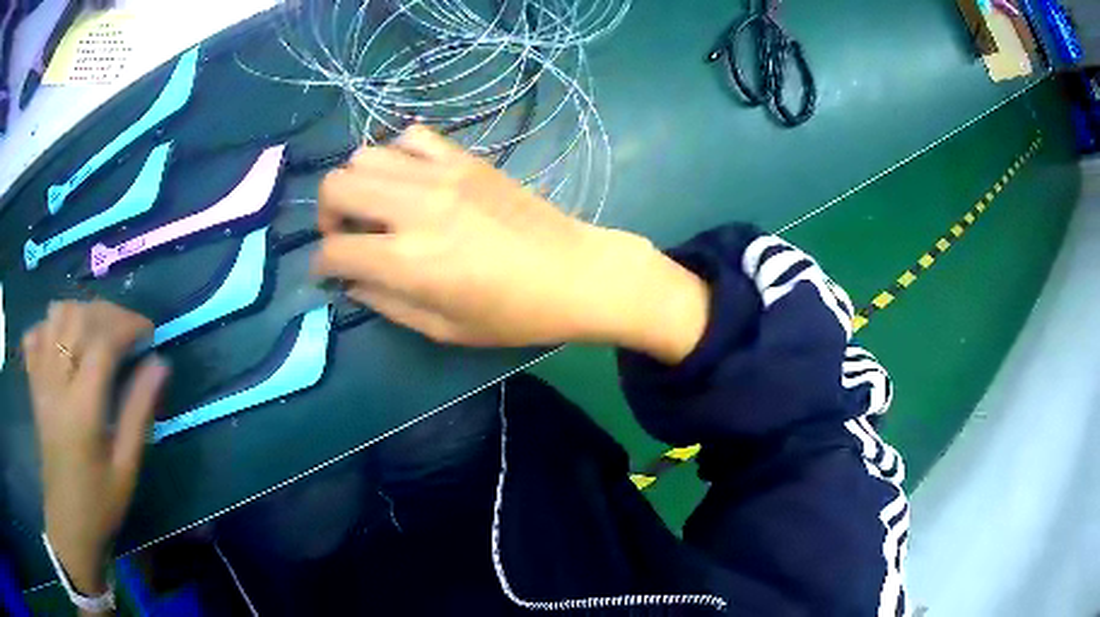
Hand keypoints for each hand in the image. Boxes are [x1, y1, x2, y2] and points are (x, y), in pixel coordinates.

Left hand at [22, 301, 168, 596]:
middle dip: (108, 313)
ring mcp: (40, 380)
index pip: (102, 342)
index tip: (149, 332)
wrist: (68, 523)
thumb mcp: (126, 467)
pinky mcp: (33, 384)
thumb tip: (160, 364)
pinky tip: (64, 340)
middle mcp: (56, 384)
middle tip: (127, 331)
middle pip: (78, 318)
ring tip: (99, 331)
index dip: (128, 326)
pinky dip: (50, 325)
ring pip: (55, 315)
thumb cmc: (100, 503)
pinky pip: (35, 334)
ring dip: (81, 312)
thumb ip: (139, 412)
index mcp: (82, 409)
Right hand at [313, 126, 709, 361]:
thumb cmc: (513, 314)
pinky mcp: (464, 159)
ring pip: (365, 155)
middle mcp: (414, 208)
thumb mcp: (443, 328)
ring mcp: (440, 175)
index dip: (322, 265)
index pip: (334, 250)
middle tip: (347, 235)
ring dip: (357, 182)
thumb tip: (352, 283)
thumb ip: (386, 303)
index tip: (330, 272)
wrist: (573, 272)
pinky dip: (397, 154)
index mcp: (408, 260)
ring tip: (375, 206)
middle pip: (336, 185)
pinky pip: (412, 137)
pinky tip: (409, 179)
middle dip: (327, 214)